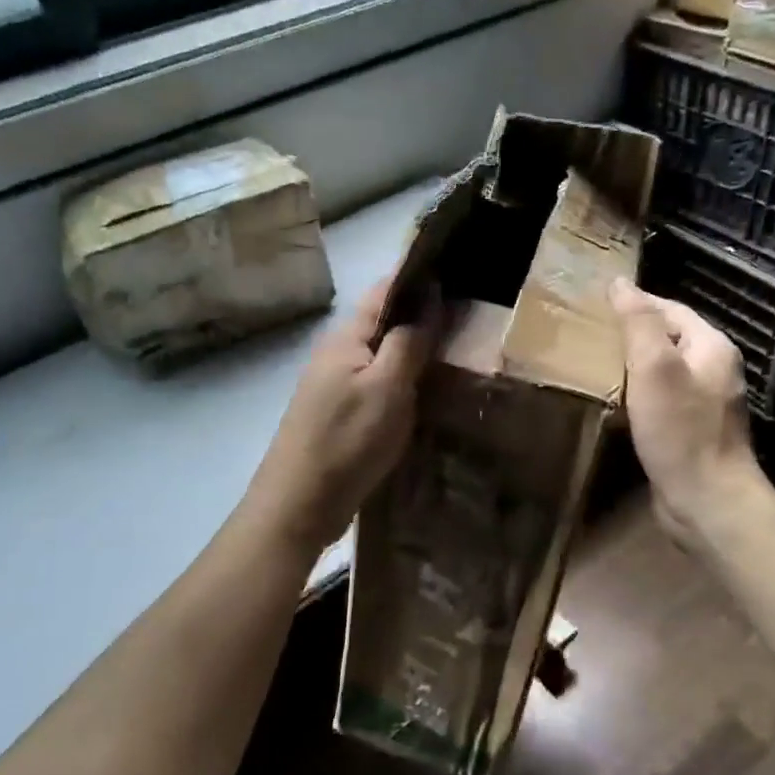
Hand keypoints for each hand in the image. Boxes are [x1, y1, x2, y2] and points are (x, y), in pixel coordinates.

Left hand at [242, 279, 436, 555]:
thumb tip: (431, 294)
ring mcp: (337, 385)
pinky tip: (430, 391)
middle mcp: (338, 353)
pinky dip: (406, 380)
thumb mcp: (387, 387)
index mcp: (346, 337)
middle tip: (474, 314)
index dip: (420, 277)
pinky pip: (380, 383)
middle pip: (385, 322)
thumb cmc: (347, 441)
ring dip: (417, 349)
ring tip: (461, 348)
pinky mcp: (342, 414)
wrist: (300, 504)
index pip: (386, 289)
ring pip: (384, 354)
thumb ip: (409, 341)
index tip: (460, 270)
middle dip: (424, 314)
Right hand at [610, 278, 770, 548]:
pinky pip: (664, 398)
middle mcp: (715, 369)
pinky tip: (618, 401)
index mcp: (712, 347)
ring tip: (597, 364)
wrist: (708, 501)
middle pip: (669, 338)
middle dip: (633, 333)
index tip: (595, 305)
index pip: (670, 309)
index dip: (634, 303)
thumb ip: (639, 323)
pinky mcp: (693, 430)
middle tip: (591, 334)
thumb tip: (621, 284)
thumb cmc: (680, 432)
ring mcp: (706, 402)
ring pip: (665, 370)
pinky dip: (640, 393)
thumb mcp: (655, 369)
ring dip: (634, 364)